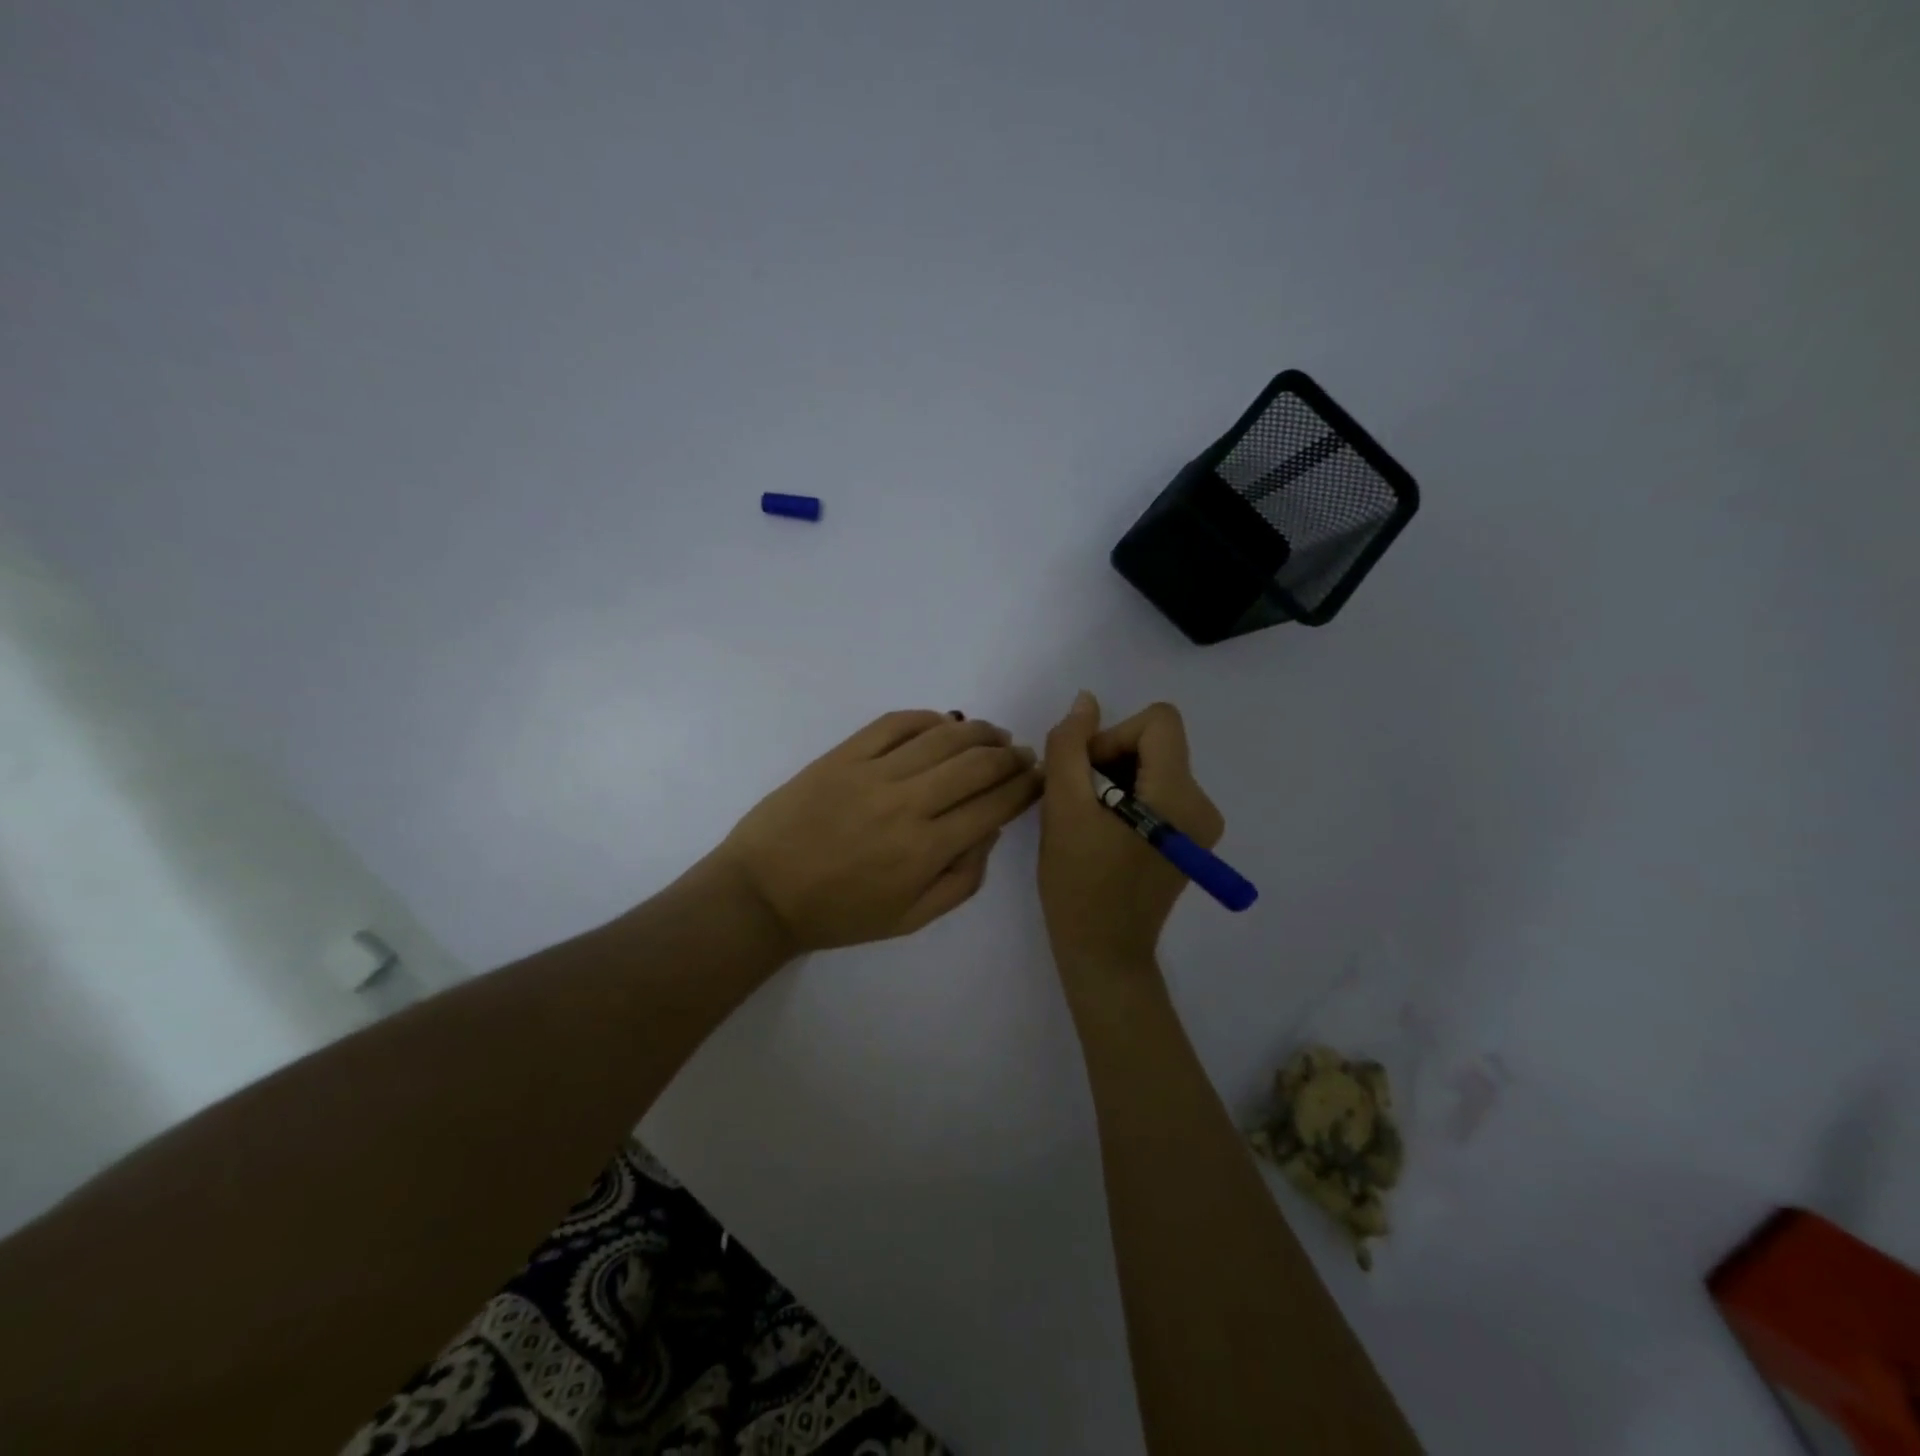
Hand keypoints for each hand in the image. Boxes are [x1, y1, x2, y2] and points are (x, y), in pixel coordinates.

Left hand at [715, 710, 1042, 953]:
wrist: (762, 894)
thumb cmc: (839, 914)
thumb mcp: (910, 919)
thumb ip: (961, 881)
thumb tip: (990, 831)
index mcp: (926, 851)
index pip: (993, 806)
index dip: (1024, 788)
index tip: (1038, 777)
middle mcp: (906, 805)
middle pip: (976, 765)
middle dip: (1009, 756)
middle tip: (1021, 754)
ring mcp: (872, 774)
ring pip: (941, 737)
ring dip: (977, 731)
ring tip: (993, 733)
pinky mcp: (842, 755)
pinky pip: (894, 724)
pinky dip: (926, 717)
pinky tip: (943, 721)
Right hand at [1039, 693, 1223, 978]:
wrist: (1103, 952)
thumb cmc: (1079, 883)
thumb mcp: (1063, 807)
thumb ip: (1070, 745)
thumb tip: (1086, 700)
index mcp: (1179, 795)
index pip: (1158, 722)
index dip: (1114, 735)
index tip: (1086, 774)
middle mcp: (1201, 804)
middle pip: (1155, 743)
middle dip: (1109, 760)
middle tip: (1077, 801)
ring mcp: (1200, 825)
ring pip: (1153, 766)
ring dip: (1113, 780)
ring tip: (1087, 820)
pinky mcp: (1190, 840)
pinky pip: (1157, 792)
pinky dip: (1126, 799)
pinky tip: (1103, 832)